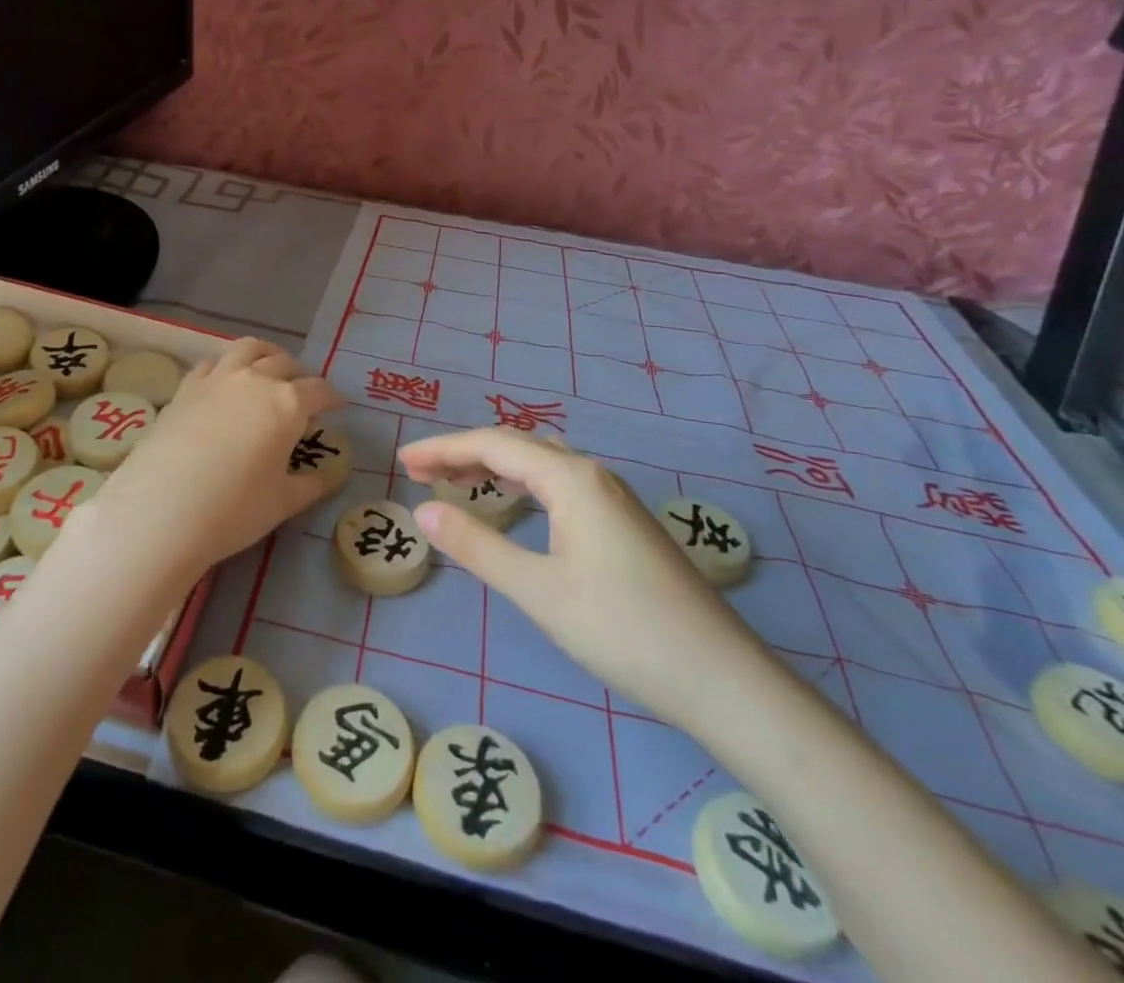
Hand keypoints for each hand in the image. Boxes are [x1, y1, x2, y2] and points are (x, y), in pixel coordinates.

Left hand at [91, 339, 340, 575]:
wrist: (162, 510)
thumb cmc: (234, 510)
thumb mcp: (283, 503)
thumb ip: (312, 485)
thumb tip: (331, 476)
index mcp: (287, 405)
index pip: (319, 391)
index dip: (332, 398)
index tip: (337, 406)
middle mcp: (255, 381)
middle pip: (285, 364)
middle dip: (300, 375)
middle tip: (304, 393)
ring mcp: (217, 380)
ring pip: (248, 349)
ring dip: (266, 354)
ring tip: (269, 368)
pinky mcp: (185, 389)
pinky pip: (211, 363)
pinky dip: (226, 365)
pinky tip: (224, 381)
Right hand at [399, 428, 768, 725]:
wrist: (721, 679)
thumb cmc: (622, 629)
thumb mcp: (538, 589)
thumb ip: (477, 545)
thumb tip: (423, 510)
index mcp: (571, 478)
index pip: (493, 444)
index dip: (444, 448)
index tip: (403, 460)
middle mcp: (592, 475)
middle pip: (517, 446)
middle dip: (465, 452)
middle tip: (420, 471)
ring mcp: (613, 498)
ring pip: (541, 464)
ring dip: (495, 466)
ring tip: (456, 482)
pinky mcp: (624, 525)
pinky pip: (559, 485)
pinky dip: (523, 485)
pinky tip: (515, 509)